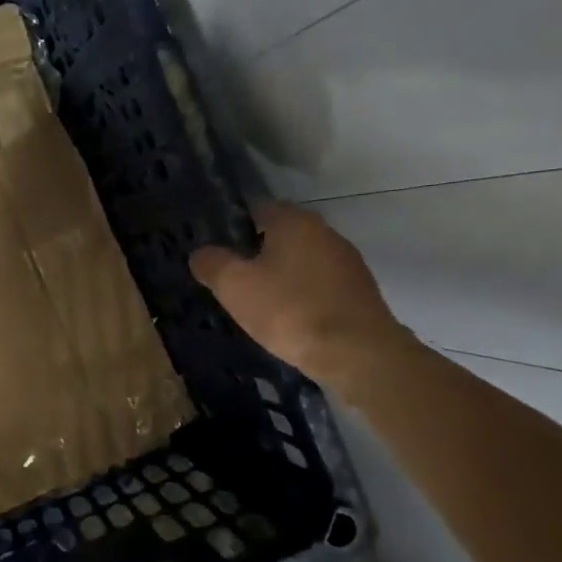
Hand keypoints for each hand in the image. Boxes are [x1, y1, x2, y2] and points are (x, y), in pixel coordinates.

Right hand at [189, 202, 412, 394]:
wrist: (357, 353)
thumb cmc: (289, 310)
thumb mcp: (234, 286)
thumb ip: (211, 263)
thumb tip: (201, 253)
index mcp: (294, 221)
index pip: (256, 208)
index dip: (233, 227)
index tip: (217, 251)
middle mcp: (324, 231)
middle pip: (281, 234)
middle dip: (257, 252)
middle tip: (234, 279)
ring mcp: (347, 261)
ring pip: (301, 260)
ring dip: (282, 275)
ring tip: (260, 302)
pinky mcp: (360, 290)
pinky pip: (320, 283)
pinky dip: (303, 294)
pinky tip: (290, 317)